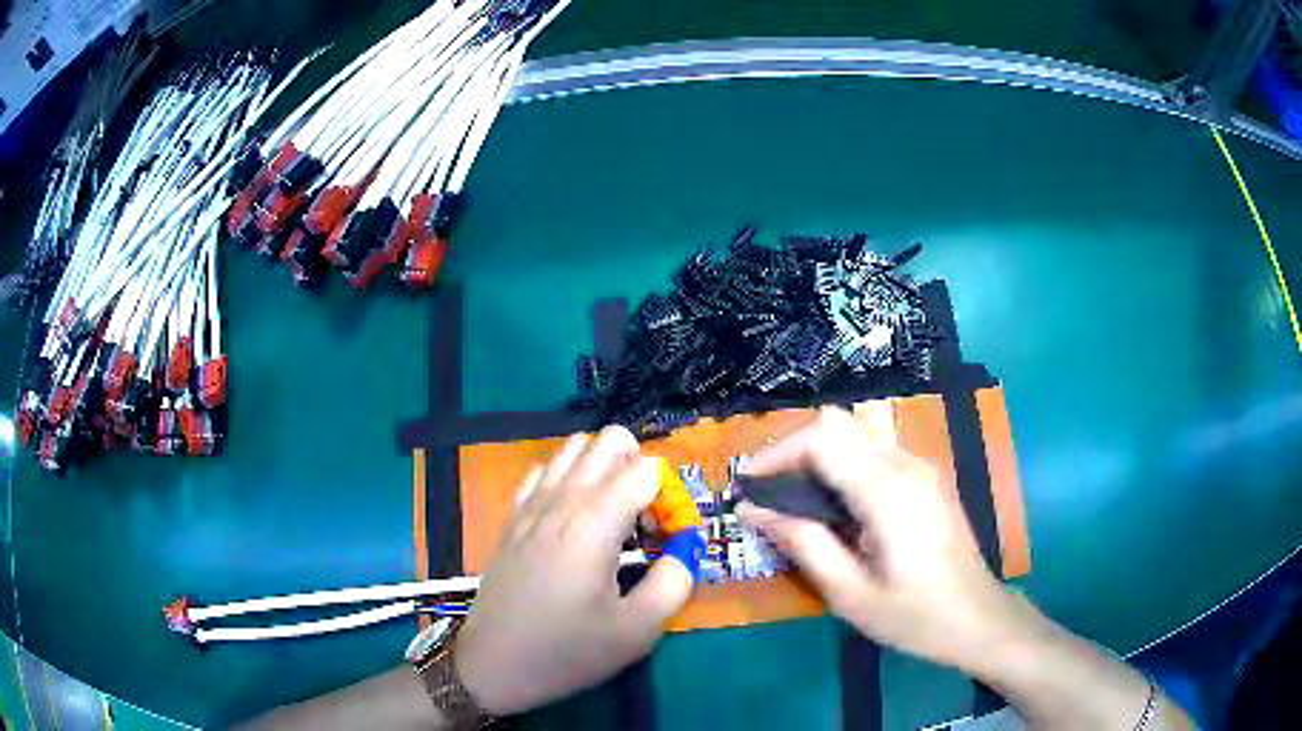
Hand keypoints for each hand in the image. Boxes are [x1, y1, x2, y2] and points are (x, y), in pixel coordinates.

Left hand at [454, 426, 694, 715]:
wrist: (493, 665)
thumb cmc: (567, 651)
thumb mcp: (638, 630)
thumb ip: (676, 580)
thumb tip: (688, 547)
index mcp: (594, 523)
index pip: (648, 469)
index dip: (671, 499)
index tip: (667, 541)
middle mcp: (561, 500)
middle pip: (610, 441)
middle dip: (641, 470)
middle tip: (645, 523)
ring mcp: (530, 504)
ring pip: (574, 448)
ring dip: (605, 470)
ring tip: (612, 519)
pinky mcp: (512, 518)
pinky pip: (543, 471)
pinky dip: (568, 480)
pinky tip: (573, 520)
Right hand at [738, 407, 1019, 669]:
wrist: (978, 617)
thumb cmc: (914, 616)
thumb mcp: (850, 593)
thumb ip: (803, 544)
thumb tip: (753, 511)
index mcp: (886, 490)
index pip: (821, 437)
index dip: (776, 453)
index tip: (748, 486)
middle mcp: (905, 463)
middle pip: (837, 422)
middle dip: (793, 448)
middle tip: (769, 492)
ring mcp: (921, 466)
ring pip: (856, 431)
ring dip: (818, 455)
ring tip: (794, 500)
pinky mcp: (927, 475)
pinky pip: (875, 451)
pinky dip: (843, 464)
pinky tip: (835, 506)